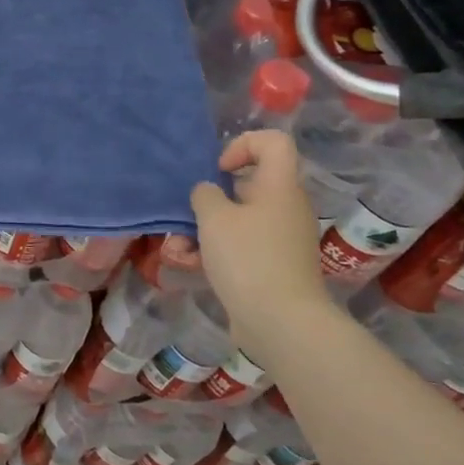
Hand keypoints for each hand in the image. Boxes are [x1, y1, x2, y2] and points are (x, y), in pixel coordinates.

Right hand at [190, 130, 337, 349]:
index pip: (273, 142)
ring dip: (204, 229)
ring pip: (238, 219)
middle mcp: (285, 207)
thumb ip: (204, 194)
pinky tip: (191, 265)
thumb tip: (208, 193)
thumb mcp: (214, 218)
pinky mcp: (273, 265)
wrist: (281, 322)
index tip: (219, 170)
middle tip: (187, 214)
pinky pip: (241, 245)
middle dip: (209, 199)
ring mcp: (281, 238)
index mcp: (279, 187)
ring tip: (178, 248)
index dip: (242, 145)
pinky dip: (216, 251)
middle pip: (247, 185)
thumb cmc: (248, 259)